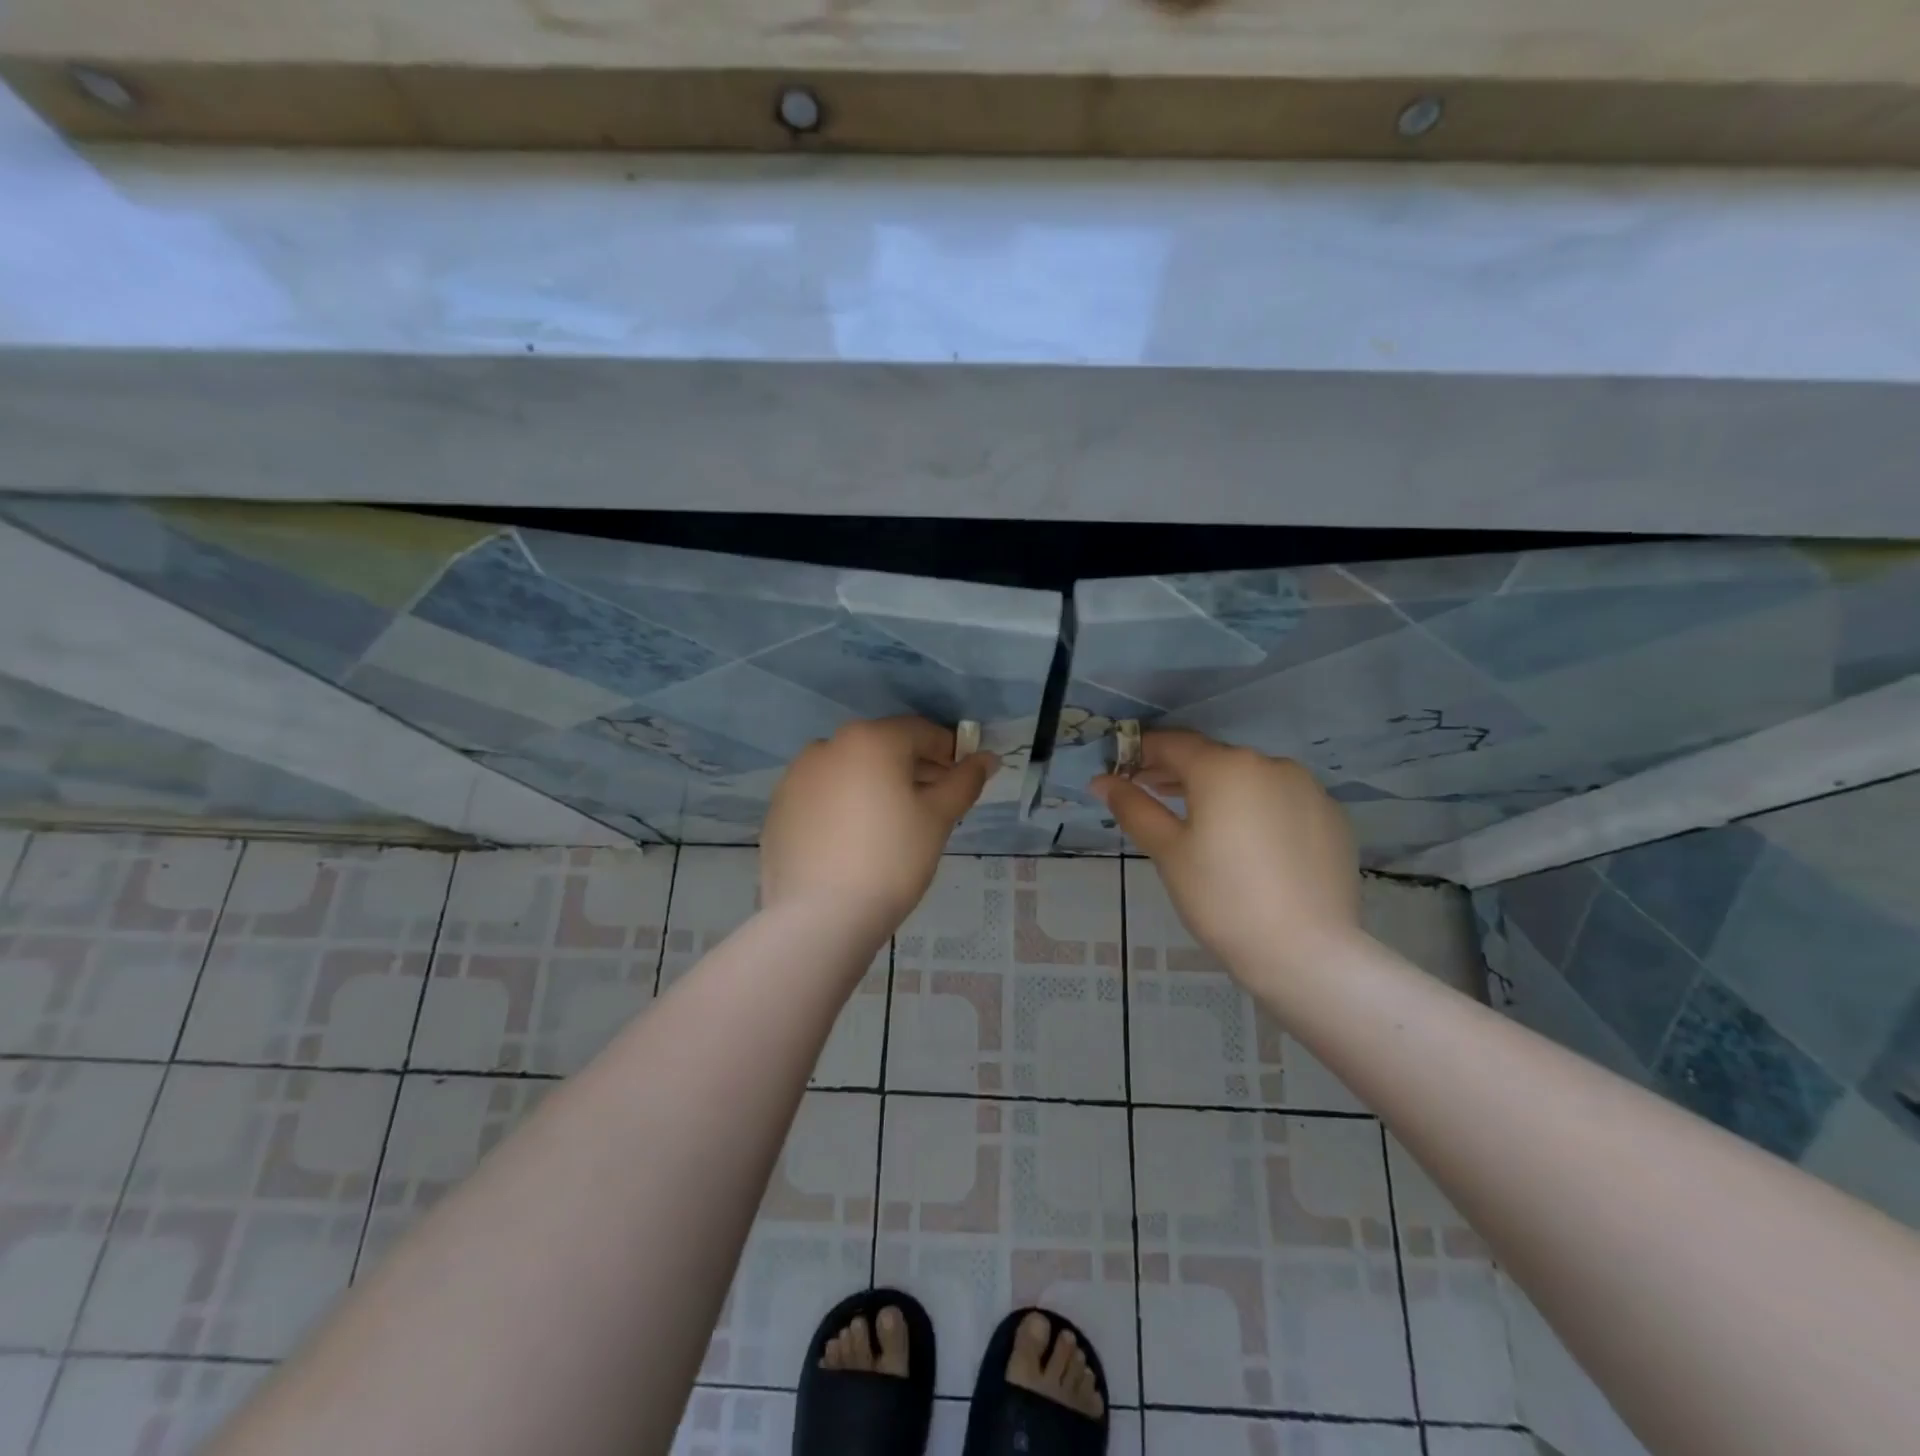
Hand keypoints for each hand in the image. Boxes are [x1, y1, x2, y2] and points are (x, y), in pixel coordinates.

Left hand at [762, 716, 996, 938]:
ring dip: (877, 785)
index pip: (921, 732)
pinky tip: (854, 840)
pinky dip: (844, 805)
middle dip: (913, 770)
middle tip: (933, 806)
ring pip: (851, 770)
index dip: (948, 753)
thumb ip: (964, 781)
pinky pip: (824, 795)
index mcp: (871, 739)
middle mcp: (829, 745)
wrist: (820, 916)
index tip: (961, 782)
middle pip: (884, 748)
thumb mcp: (938, 818)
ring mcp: (797, 775)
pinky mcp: (779, 807)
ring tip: (893, 826)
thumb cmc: (892, 859)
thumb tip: (987, 758)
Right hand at [1092, 730, 1359, 975]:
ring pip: (1250, 779)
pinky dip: (1257, 809)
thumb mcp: (1168, 851)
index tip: (1122, 773)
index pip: (1172, 744)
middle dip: (1178, 773)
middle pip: (1212, 758)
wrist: (1306, 952)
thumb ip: (1134, 808)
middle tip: (1151, 797)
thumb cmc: (1221, 898)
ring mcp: (1308, 789)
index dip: (1142, 753)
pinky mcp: (1331, 817)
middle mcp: (1269, 764)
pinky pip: (1281, 801)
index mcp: (1224, 767)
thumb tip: (1102, 781)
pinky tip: (1248, 845)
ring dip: (1219, 790)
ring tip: (1199, 822)